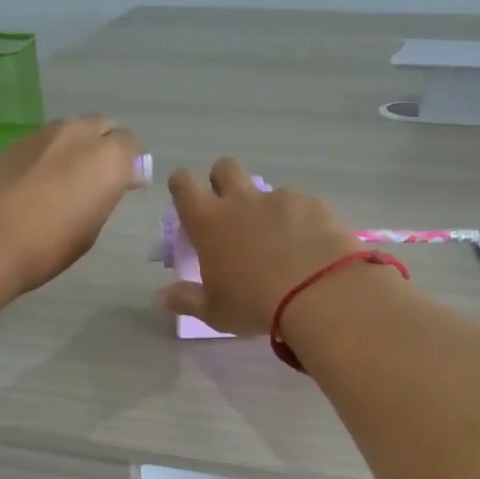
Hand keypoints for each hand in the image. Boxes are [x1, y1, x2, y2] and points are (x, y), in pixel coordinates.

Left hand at [0, 118, 146, 299]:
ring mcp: (39, 135)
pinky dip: (44, 159)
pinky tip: (32, 187)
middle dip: (104, 147)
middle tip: (96, 180)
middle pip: (101, 127)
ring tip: (63, 184)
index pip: (131, 145)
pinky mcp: (9, 144)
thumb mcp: (89, 229)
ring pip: (68, 133)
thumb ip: (105, 195)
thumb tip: (116, 179)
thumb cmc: (45, 248)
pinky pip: (39, 145)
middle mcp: (75, 135)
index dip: (130, 165)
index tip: (125, 186)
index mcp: (105, 158)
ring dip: (73, 150)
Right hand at [157, 156, 364, 334]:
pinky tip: (308, 246)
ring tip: (278, 240)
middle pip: (224, 167)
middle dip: (222, 180)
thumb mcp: (214, 311)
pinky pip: (299, 204)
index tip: (186, 199)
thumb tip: (161, 297)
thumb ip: (186, 300)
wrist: (318, 293)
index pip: (183, 185)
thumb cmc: (254, 303)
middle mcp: (241, 201)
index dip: (182, 186)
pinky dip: (299, 220)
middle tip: (229, 210)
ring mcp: (279, 199)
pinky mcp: (312, 204)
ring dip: (264, 207)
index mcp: (208, 222)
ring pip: (265, 189)